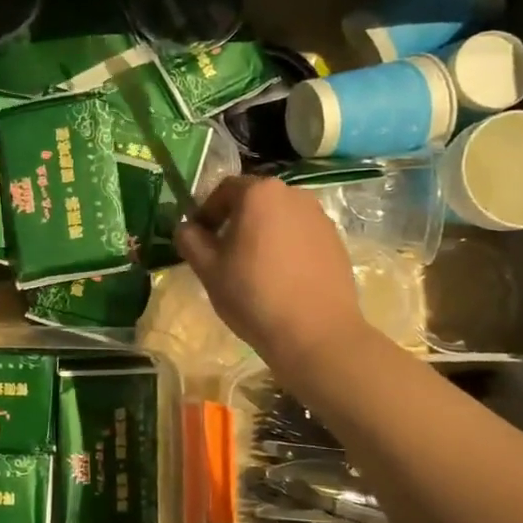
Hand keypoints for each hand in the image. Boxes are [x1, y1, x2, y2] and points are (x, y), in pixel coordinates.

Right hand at [174, 176, 369, 377]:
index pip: (224, 189)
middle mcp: (294, 194)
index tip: (198, 238)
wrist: (316, 333)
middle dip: (235, 221)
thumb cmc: (253, 294)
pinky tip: (280, 278)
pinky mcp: (336, 241)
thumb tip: (186, 228)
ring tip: (253, 267)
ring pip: (279, 217)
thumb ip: (190, 240)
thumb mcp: (208, 269)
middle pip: (255, 200)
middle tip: (222, 253)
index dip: (206, 211)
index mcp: (259, 193)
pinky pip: (301, 234)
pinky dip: (286, 246)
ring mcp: (320, 217)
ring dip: (262, 233)